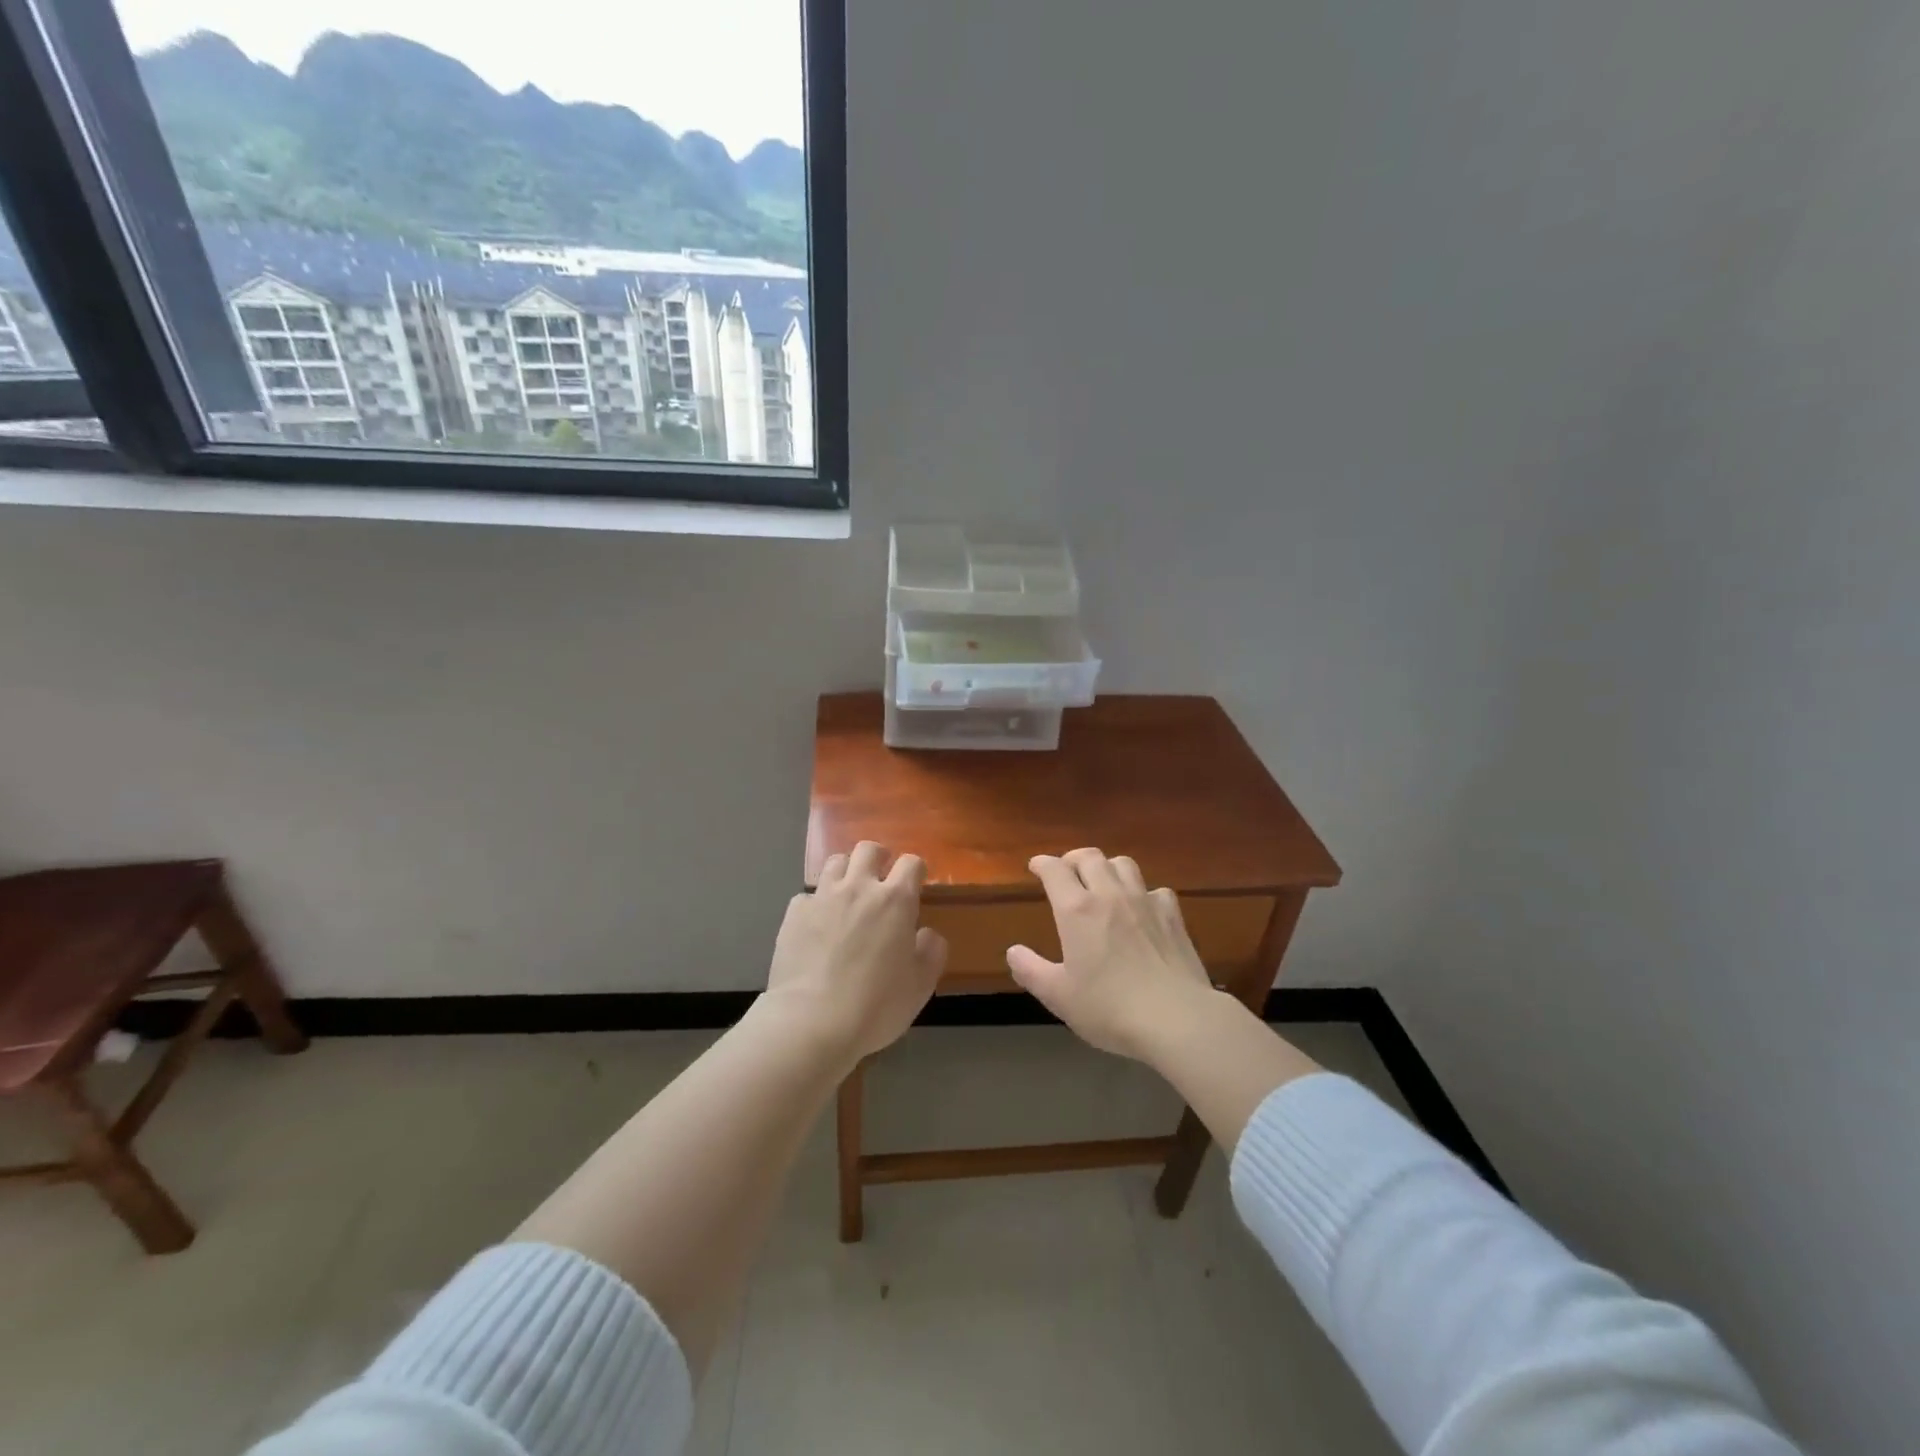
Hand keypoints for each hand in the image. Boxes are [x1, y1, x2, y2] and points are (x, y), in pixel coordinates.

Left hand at [765, 841, 947, 1062]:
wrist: (812, 1021)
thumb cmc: (876, 1005)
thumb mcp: (920, 985)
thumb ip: (931, 952)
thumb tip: (927, 934)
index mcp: (895, 900)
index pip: (911, 863)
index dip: (915, 869)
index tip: (916, 883)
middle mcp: (859, 888)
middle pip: (868, 849)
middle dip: (878, 858)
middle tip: (880, 878)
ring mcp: (823, 897)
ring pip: (835, 862)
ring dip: (846, 872)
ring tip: (848, 894)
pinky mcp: (794, 913)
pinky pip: (807, 896)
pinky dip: (815, 904)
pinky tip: (816, 925)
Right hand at [1007, 848, 1216, 1060]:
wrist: (1176, 1018)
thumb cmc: (1109, 1008)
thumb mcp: (1058, 996)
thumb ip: (1031, 970)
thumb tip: (1013, 951)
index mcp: (1077, 910)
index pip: (1055, 870)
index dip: (1042, 863)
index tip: (1035, 866)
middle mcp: (1109, 895)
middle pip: (1090, 857)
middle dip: (1073, 859)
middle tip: (1066, 871)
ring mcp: (1145, 902)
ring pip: (1123, 864)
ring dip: (1108, 867)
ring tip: (1102, 882)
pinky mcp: (1173, 916)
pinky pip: (1155, 890)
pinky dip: (1144, 892)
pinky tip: (1143, 909)